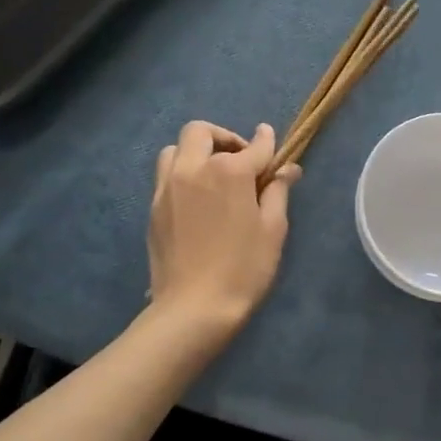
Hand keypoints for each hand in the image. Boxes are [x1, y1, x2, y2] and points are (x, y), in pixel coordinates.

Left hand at [148, 121, 298, 334]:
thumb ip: (278, 191)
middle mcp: (193, 169)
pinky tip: (197, 198)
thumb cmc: (244, 269)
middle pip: (201, 132)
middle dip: (224, 138)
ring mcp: (167, 187)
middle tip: (240, 159)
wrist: (194, 308)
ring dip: (196, 152)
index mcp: (229, 172)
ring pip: (175, 150)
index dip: (267, 142)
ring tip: (213, 175)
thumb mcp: (273, 229)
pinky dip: (182, 174)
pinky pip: (165, 175)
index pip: (254, 146)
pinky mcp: (153, 207)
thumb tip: (286, 168)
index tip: (271, 140)